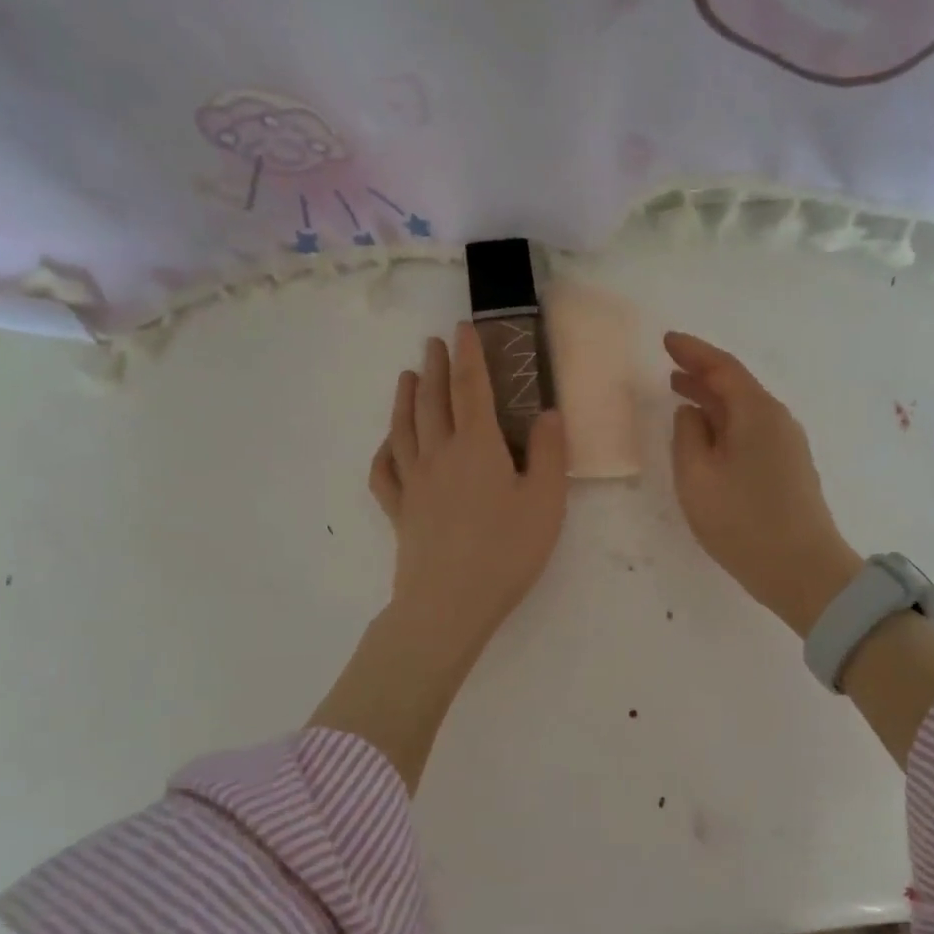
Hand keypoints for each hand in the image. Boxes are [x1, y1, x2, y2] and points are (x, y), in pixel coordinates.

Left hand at [370, 324, 567, 656]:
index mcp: (477, 446)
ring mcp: (413, 483)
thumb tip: (547, 413)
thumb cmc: (506, 551)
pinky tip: (388, 444)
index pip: (470, 388)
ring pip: (404, 428)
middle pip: (432, 400)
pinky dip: (384, 451)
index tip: (463, 329)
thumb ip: (549, 454)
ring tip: (406, 375)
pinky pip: (385, 472)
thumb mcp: (546, 502)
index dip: (468, 356)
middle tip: (433, 342)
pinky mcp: (400, 511)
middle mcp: (439, 454)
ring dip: (405, 397)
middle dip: (434, 367)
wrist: (449, 603)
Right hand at [666, 332, 862, 636]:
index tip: (667, 340)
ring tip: (682, 397)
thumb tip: (691, 413)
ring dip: (713, 401)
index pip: (722, 367)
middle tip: (669, 369)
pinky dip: (726, 424)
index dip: (693, 351)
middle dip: (701, 375)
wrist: (804, 571)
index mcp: (756, 412)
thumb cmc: (743, 522)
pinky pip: (752, 431)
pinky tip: (710, 437)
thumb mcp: (697, 477)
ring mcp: (788, 444)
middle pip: (736, 386)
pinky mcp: (790, 468)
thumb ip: (687, 435)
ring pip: (744, 410)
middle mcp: (777, 420)